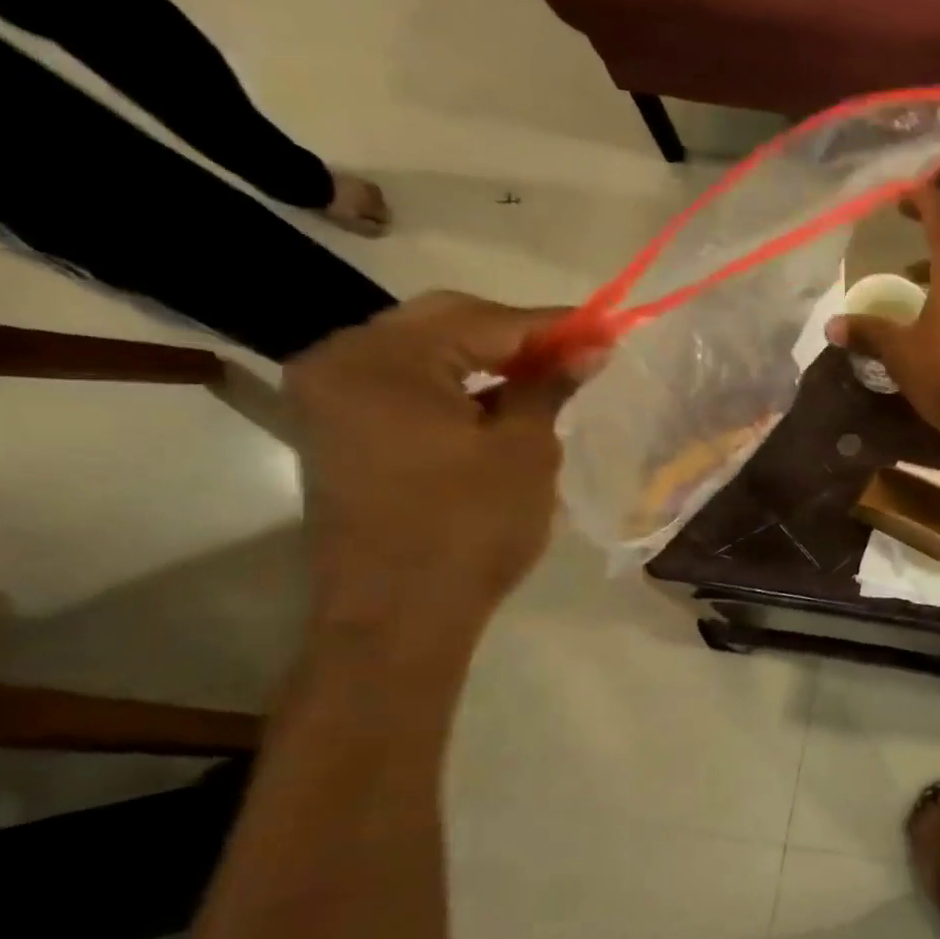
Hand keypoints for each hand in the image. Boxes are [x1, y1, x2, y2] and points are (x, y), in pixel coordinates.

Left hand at [285, 292, 598, 630]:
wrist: (398, 619)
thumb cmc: (469, 530)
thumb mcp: (526, 450)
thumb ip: (551, 386)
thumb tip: (590, 349)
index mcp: (382, 360)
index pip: (483, 319)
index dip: (554, 324)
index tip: (608, 331)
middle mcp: (341, 361)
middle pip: (445, 322)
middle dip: (518, 334)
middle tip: (580, 352)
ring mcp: (331, 396)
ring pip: (426, 350)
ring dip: (489, 357)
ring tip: (550, 374)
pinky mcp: (340, 428)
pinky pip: (408, 383)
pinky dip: (459, 383)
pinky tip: (504, 399)